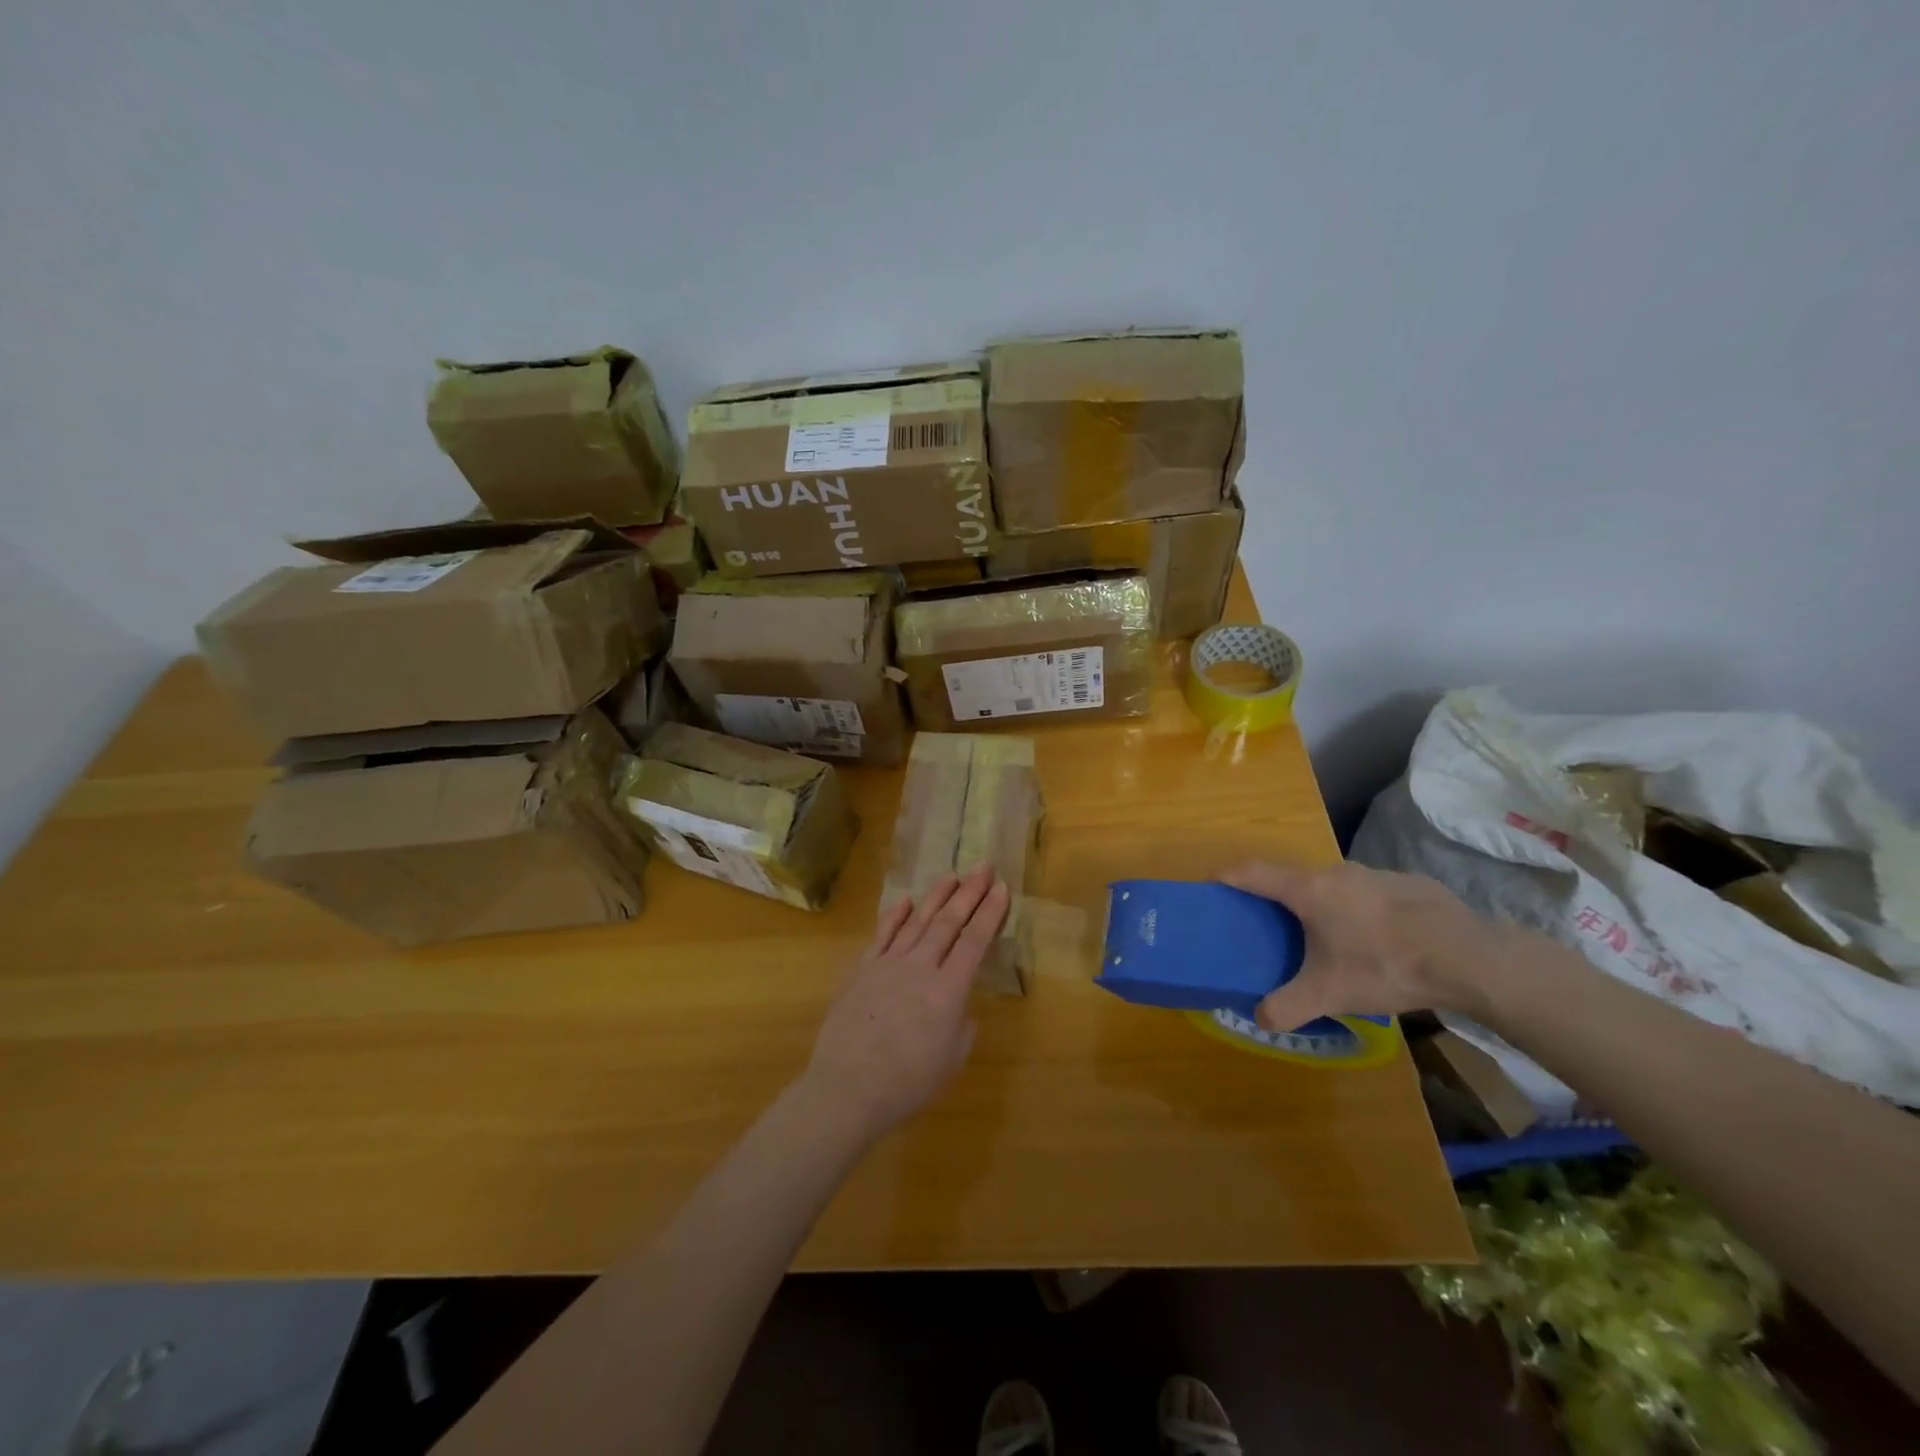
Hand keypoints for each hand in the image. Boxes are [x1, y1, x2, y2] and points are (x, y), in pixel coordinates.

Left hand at [798, 866, 1011, 1143]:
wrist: (846, 1088)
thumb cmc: (907, 1083)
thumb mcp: (950, 1061)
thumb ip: (961, 1027)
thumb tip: (959, 1007)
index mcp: (948, 991)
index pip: (975, 941)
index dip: (990, 913)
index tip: (1002, 888)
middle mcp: (920, 967)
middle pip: (948, 922)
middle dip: (969, 893)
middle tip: (983, 868)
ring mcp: (888, 965)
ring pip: (917, 921)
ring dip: (936, 896)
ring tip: (951, 876)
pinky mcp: (862, 970)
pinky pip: (882, 935)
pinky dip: (895, 916)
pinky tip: (906, 901)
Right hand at [1222, 860, 1510, 1030]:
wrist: (1469, 957)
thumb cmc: (1384, 965)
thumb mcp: (1329, 994)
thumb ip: (1288, 1006)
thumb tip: (1259, 1020)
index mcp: (1307, 890)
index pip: (1254, 872)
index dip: (1229, 876)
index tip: (1212, 882)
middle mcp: (1335, 872)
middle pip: (1293, 877)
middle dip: (1278, 896)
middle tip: (1272, 923)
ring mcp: (1374, 874)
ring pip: (1334, 885)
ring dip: (1322, 903)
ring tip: (1327, 936)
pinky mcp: (1407, 883)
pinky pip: (1368, 893)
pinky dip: (1360, 909)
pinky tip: (1377, 940)